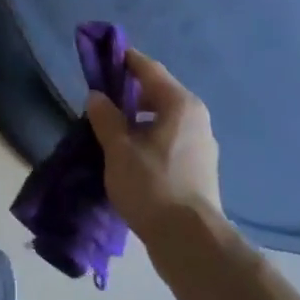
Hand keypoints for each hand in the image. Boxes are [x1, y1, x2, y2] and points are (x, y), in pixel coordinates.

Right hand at [86, 49, 222, 245]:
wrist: (190, 243)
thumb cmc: (152, 186)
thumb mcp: (119, 149)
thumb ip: (106, 117)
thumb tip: (97, 96)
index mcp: (180, 104)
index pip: (148, 68)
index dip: (124, 59)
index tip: (101, 56)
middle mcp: (196, 117)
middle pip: (158, 92)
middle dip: (129, 92)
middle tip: (101, 99)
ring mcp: (202, 144)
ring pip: (164, 118)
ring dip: (139, 118)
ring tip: (112, 129)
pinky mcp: (200, 168)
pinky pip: (169, 139)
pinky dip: (150, 137)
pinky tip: (131, 154)